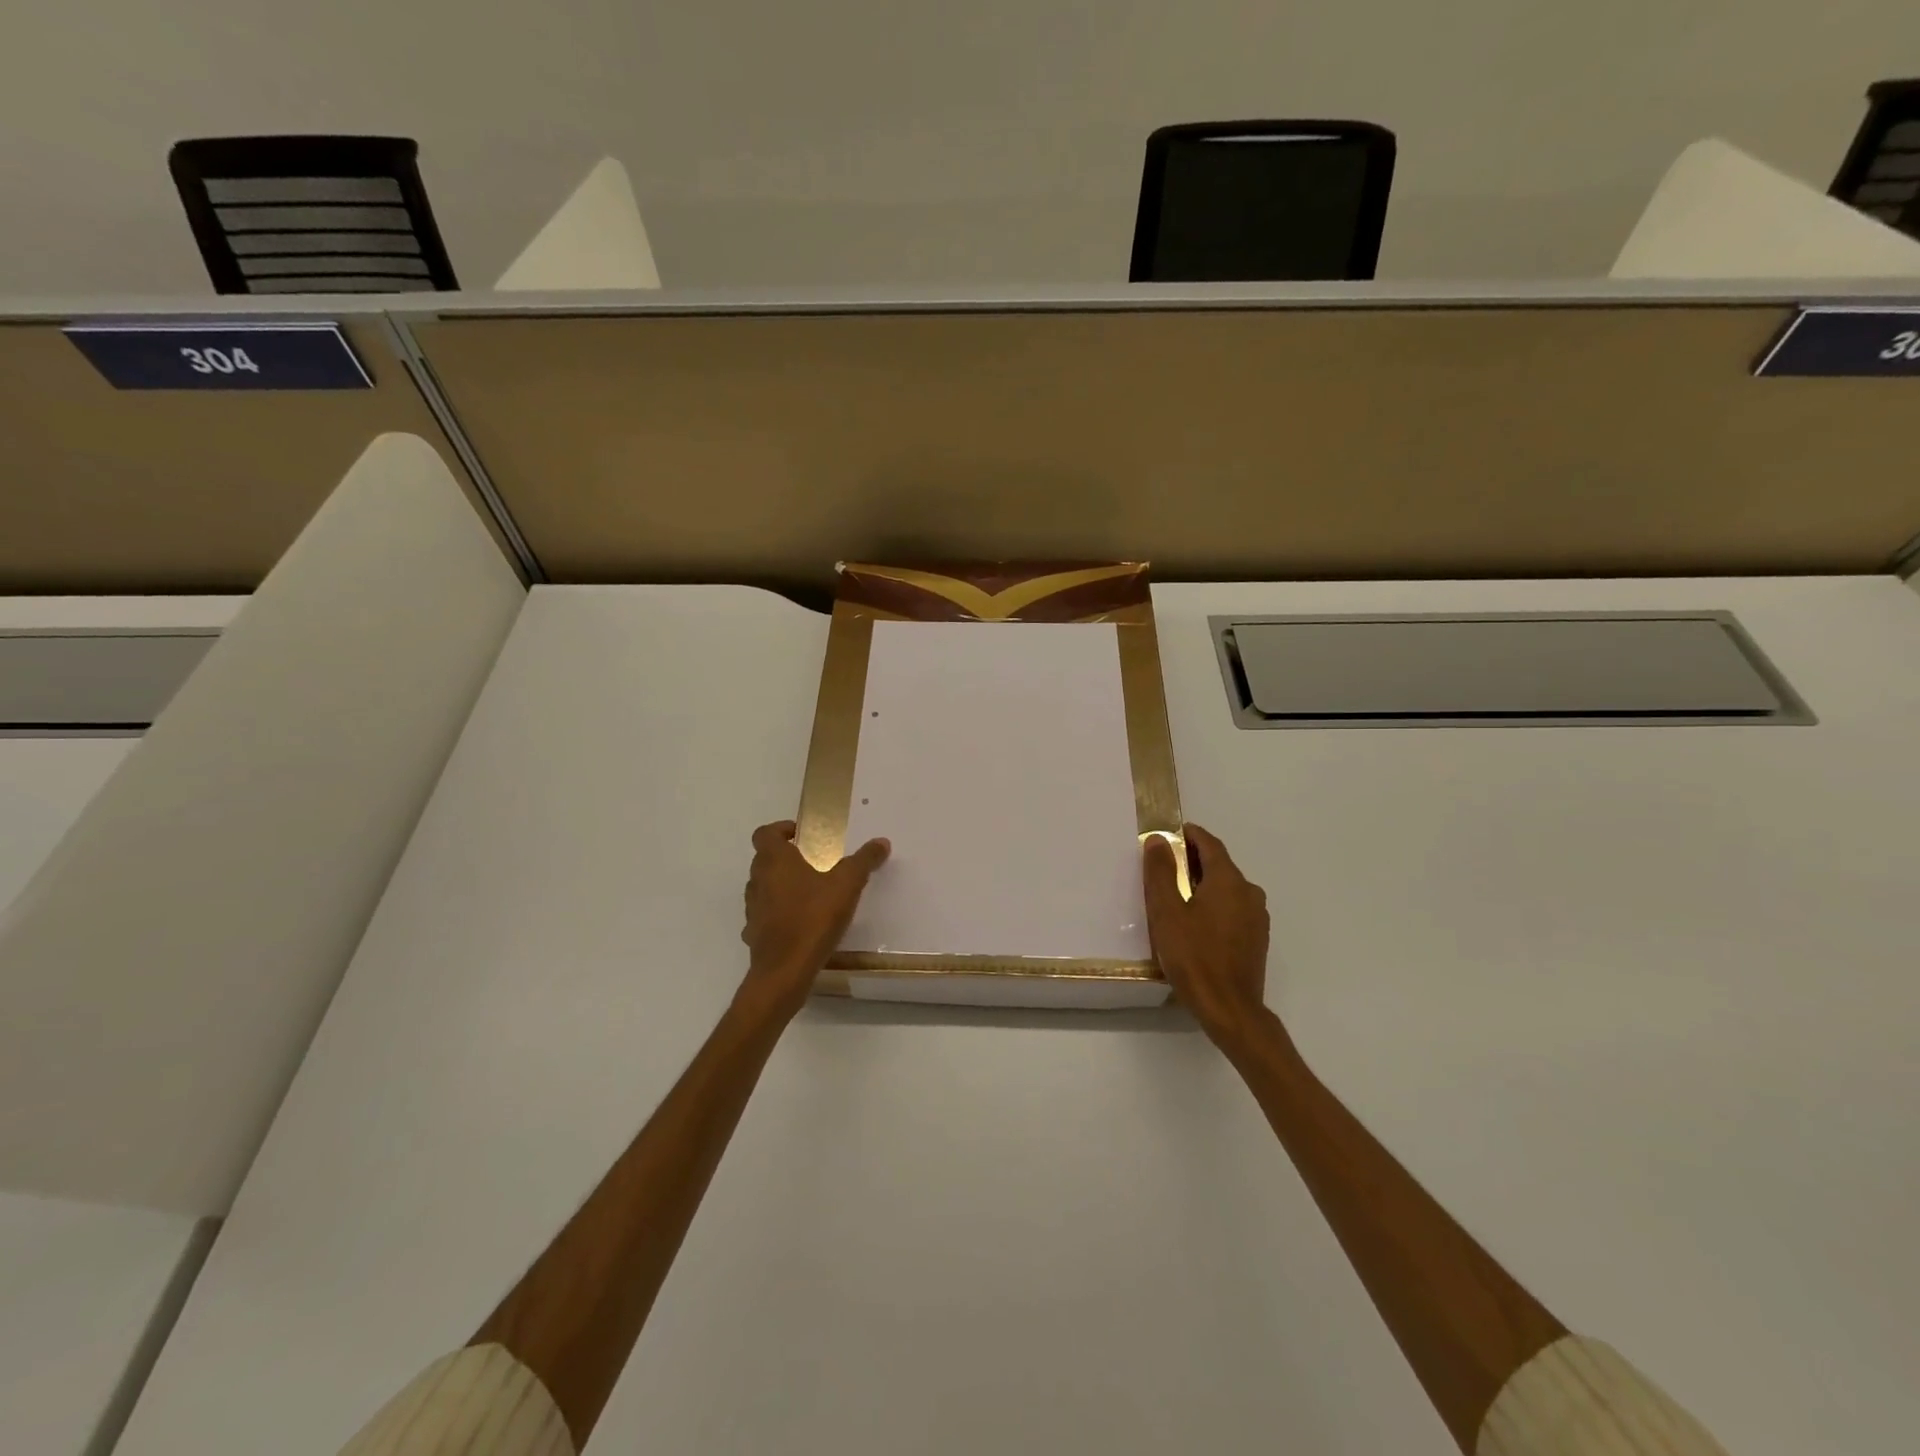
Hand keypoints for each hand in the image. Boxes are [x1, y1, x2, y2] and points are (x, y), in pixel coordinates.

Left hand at [739, 820, 890, 1018]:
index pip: (765, 833)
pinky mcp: (754, 934)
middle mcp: (757, 881)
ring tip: (810, 892)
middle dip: (786, 857)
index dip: (780, 829)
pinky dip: (778, 913)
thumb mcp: (847, 885)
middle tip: (813, 861)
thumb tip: (881, 842)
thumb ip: (864, 861)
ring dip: (781, 885)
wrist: (784, 972)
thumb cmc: (813, 918)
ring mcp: (752, 909)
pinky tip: (800, 923)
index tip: (802, 834)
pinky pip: (765, 915)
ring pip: (763, 887)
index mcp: (774, 861)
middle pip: (764, 859)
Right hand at [1143, 823, 1273, 1051]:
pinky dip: (1215, 904)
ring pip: (1228, 888)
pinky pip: (1234, 908)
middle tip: (1166, 865)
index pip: (1210, 844)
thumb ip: (1161, 872)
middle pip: (1220, 865)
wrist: (1229, 1009)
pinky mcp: (1256, 939)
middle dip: (1194, 860)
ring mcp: (1256, 917)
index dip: (1191, 835)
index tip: (1172, 833)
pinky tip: (1197, 922)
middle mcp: (1249, 892)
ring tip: (1177, 895)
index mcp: (1228, 880)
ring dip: (1205, 883)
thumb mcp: (1167, 912)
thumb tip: (1160, 839)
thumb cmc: (1193, 956)